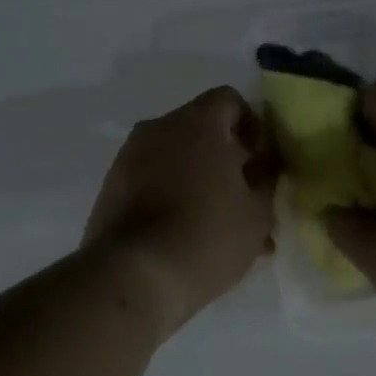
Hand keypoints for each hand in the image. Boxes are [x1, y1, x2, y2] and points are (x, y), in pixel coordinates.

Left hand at [84, 87, 276, 327]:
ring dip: (200, 183)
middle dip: (226, 160)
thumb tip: (260, 167)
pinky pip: (152, 182)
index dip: (252, 126)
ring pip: (176, 160)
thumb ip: (265, 179)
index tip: (260, 164)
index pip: (229, 100)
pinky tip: (190, 239)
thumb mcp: (257, 212)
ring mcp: (128, 158)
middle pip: (200, 131)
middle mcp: (157, 128)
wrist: (133, 275)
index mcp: (196, 122)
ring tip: (221, 230)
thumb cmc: (207, 235)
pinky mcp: (110, 188)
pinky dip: (172, 198)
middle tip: (245, 199)